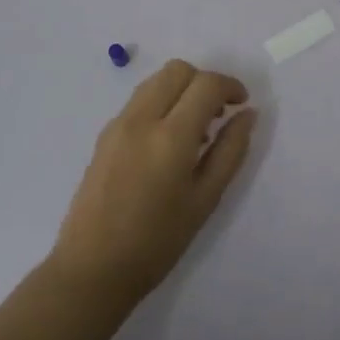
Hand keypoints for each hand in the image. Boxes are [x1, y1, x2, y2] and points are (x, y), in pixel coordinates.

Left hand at [49, 60, 256, 304]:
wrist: (91, 269)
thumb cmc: (157, 242)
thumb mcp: (205, 200)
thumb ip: (230, 151)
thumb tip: (248, 114)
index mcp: (170, 138)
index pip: (206, 84)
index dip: (230, 86)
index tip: (242, 104)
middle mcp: (141, 119)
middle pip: (178, 70)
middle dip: (205, 81)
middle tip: (219, 113)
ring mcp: (118, 123)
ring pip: (156, 80)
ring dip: (182, 89)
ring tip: (195, 128)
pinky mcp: (104, 134)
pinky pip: (140, 100)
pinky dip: (161, 103)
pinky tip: (167, 142)